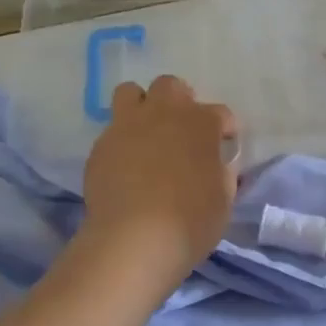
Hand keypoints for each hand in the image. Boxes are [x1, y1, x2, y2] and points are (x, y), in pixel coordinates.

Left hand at [80, 75, 238, 282]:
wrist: (134, 238)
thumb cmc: (191, 221)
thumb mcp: (224, 199)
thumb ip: (222, 173)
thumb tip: (217, 164)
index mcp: (201, 123)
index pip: (220, 114)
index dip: (225, 129)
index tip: (224, 145)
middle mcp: (164, 113)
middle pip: (171, 87)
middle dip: (179, 102)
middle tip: (182, 130)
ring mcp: (128, 125)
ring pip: (131, 92)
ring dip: (142, 106)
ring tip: (147, 133)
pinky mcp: (100, 145)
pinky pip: (112, 129)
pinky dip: (122, 140)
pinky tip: (126, 164)